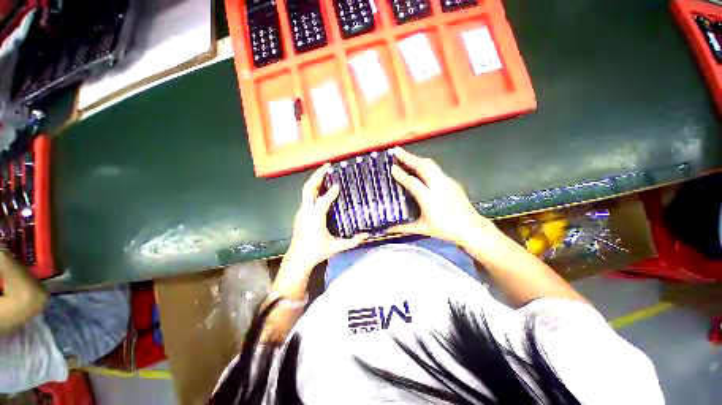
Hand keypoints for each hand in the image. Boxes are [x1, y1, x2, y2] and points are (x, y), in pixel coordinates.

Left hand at [283, 164, 368, 271]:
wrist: (298, 258)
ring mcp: (301, 211)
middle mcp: (306, 212)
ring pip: (306, 191)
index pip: (323, 200)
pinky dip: (314, 188)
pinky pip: (307, 197)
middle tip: (327, 166)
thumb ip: (352, 241)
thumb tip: (367, 235)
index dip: (331, 192)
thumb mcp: (336, 247)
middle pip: (308, 188)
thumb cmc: (316, 252)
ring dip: (315, 180)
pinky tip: (321, 188)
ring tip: (325, 173)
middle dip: (317, 175)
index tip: (339, 184)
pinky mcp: (301, 213)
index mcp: (315, 219)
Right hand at [389, 148, 499, 247]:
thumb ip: (404, 227)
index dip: (401, 174)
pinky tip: (420, 167)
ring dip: (416, 158)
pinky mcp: (452, 181)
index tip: (391, 167)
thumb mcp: (423, 228)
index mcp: (428, 199)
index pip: (412, 182)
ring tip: (405, 155)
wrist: (471, 228)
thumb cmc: (445, 229)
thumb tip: (388, 229)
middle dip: (408, 157)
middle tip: (396, 150)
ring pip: (430, 165)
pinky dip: (425, 165)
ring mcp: (447, 182)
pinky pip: (436, 169)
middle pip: (422, 166)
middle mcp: (438, 186)